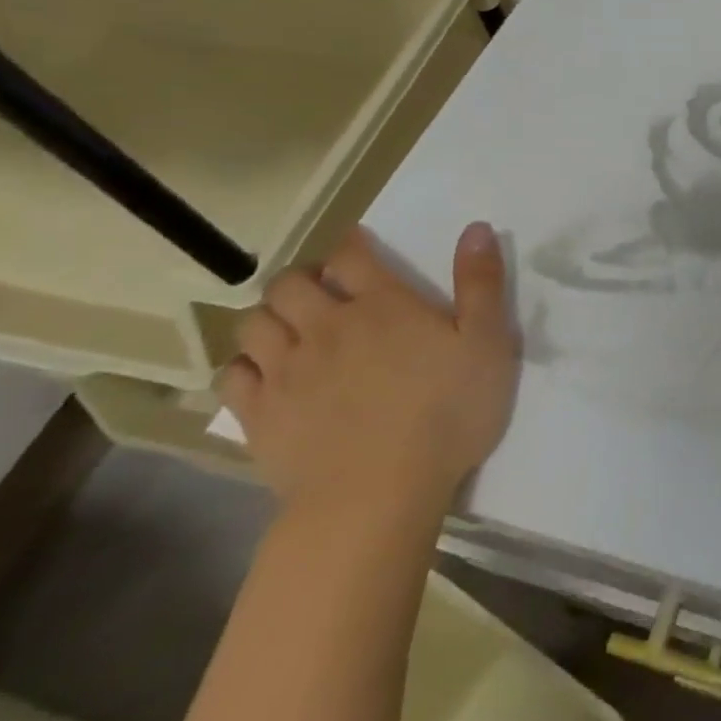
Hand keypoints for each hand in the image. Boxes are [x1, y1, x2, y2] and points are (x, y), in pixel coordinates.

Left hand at [218, 223, 520, 515]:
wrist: (379, 493)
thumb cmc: (447, 414)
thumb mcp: (488, 344)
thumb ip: (482, 284)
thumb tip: (477, 227)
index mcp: (383, 305)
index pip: (351, 255)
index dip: (352, 245)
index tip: (358, 247)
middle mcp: (326, 326)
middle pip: (290, 283)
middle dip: (304, 279)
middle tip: (323, 292)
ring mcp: (286, 370)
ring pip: (254, 323)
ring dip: (271, 318)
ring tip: (291, 331)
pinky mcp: (259, 414)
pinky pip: (231, 375)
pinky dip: (245, 367)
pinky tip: (265, 376)